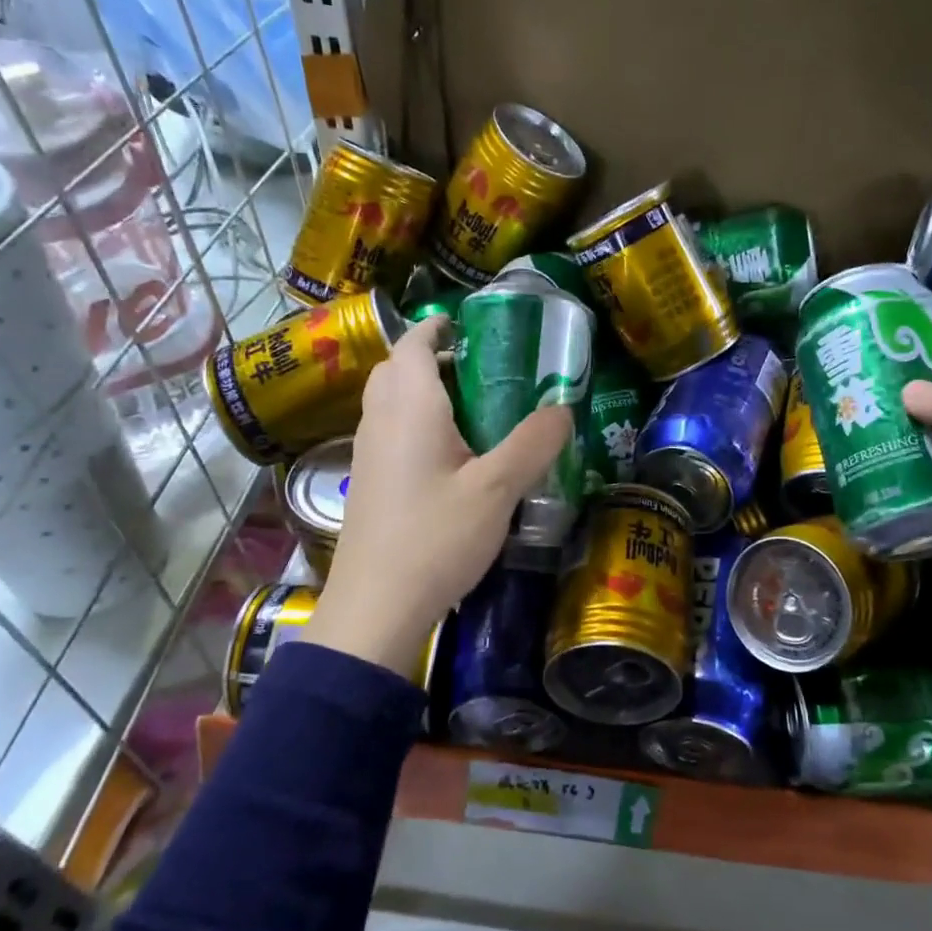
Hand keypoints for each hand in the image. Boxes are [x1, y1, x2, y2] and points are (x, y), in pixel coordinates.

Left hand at [309, 317, 572, 680]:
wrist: (377, 606)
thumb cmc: (436, 537)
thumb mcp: (498, 489)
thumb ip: (534, 444)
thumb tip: (563, 408)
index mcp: (410, 406)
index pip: (416, 343)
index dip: (439, 326)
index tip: (470, 324)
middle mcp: (381, 419)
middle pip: (397, 368)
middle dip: (431, 356)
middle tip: (480, 366)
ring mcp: (368, 452)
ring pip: (389, 400)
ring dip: (421, 389)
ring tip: (471, 406)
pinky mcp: (367, 482)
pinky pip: (389, 431)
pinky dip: (414, 422)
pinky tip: (450, 454)